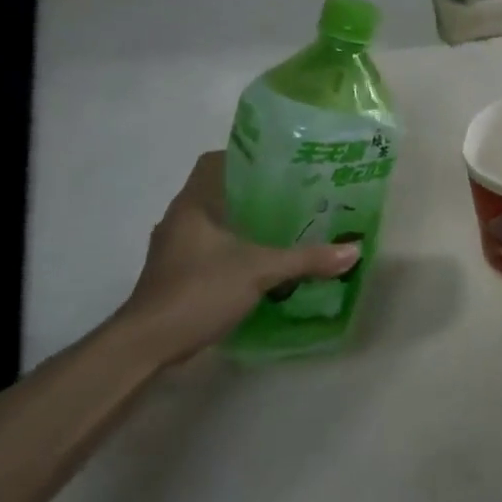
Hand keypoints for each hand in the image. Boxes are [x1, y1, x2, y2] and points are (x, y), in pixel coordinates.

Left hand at [109, 151, 359, 361]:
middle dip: (252, 193)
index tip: (278, 164)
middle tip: (293, 195)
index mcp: (192, 204)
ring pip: (213, 223)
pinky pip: (208, 249)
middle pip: (217, 192)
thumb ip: (305, 259)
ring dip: (242, 223)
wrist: (148, 344)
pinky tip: (259, 262)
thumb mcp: (260, 271)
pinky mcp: (175, 275)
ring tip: (282, 226)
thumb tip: (353, 251)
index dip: (244, 157)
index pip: (214, 162)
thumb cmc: (200, 291)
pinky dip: (232, 249)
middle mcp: (179, 219)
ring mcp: (173, 249)